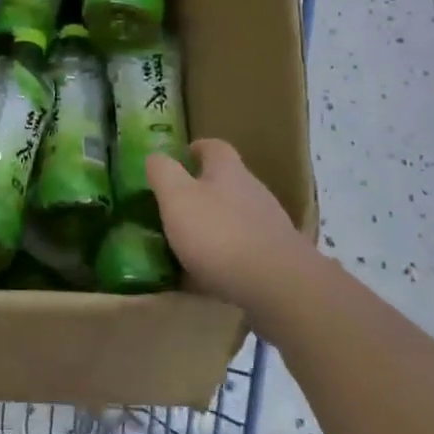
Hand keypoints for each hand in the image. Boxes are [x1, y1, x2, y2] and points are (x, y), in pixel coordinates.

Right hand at [147, 139, 314, 312]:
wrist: (278, 285)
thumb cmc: (219, 233)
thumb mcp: (177, 198)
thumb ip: (163, 173)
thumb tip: (155, 156)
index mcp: (228, 171)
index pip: (214, 147)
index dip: (197, 149)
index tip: (181, 156)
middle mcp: (253, 191)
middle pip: (228, 181)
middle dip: (203, 189)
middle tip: (177, 204)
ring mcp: (269, 225)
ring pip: (237, 216)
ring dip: (215, 224)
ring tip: (190, 242)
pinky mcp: (277, 258)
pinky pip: (245, 249)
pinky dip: (227, 255)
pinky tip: (211, 275)